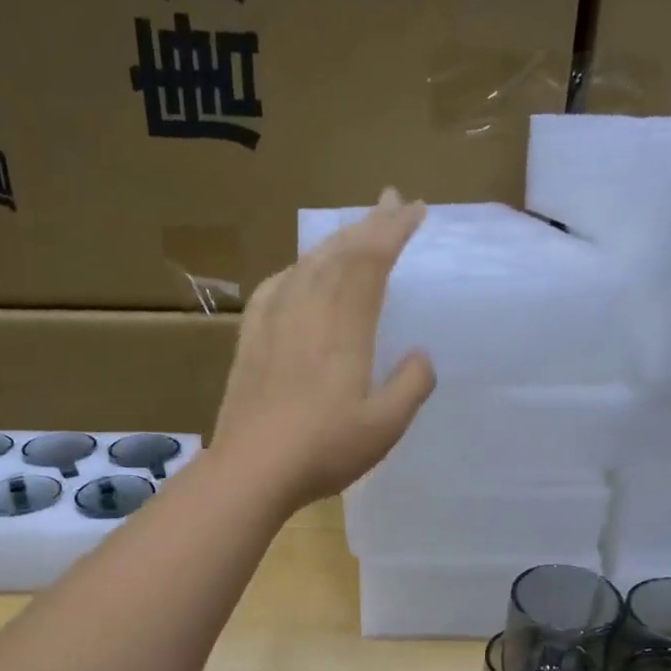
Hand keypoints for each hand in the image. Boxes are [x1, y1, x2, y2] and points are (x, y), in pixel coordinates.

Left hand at [211, 188, 435, 510]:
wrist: (252, 469)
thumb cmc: (324, 449)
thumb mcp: (385, 425)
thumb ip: (411, 386)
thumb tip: (420, 356)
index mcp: (345, 325)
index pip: (372, 260)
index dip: (394, 230)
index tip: (414, 209)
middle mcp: (307, 309)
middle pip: (339, 252)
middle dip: (368, 224)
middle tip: (390, 201)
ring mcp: (273, 321)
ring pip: (307, 264)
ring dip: (334, 242)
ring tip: (352, 233)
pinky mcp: (250, 339)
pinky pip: (275, 287)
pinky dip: (294, 271)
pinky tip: (295, 275)